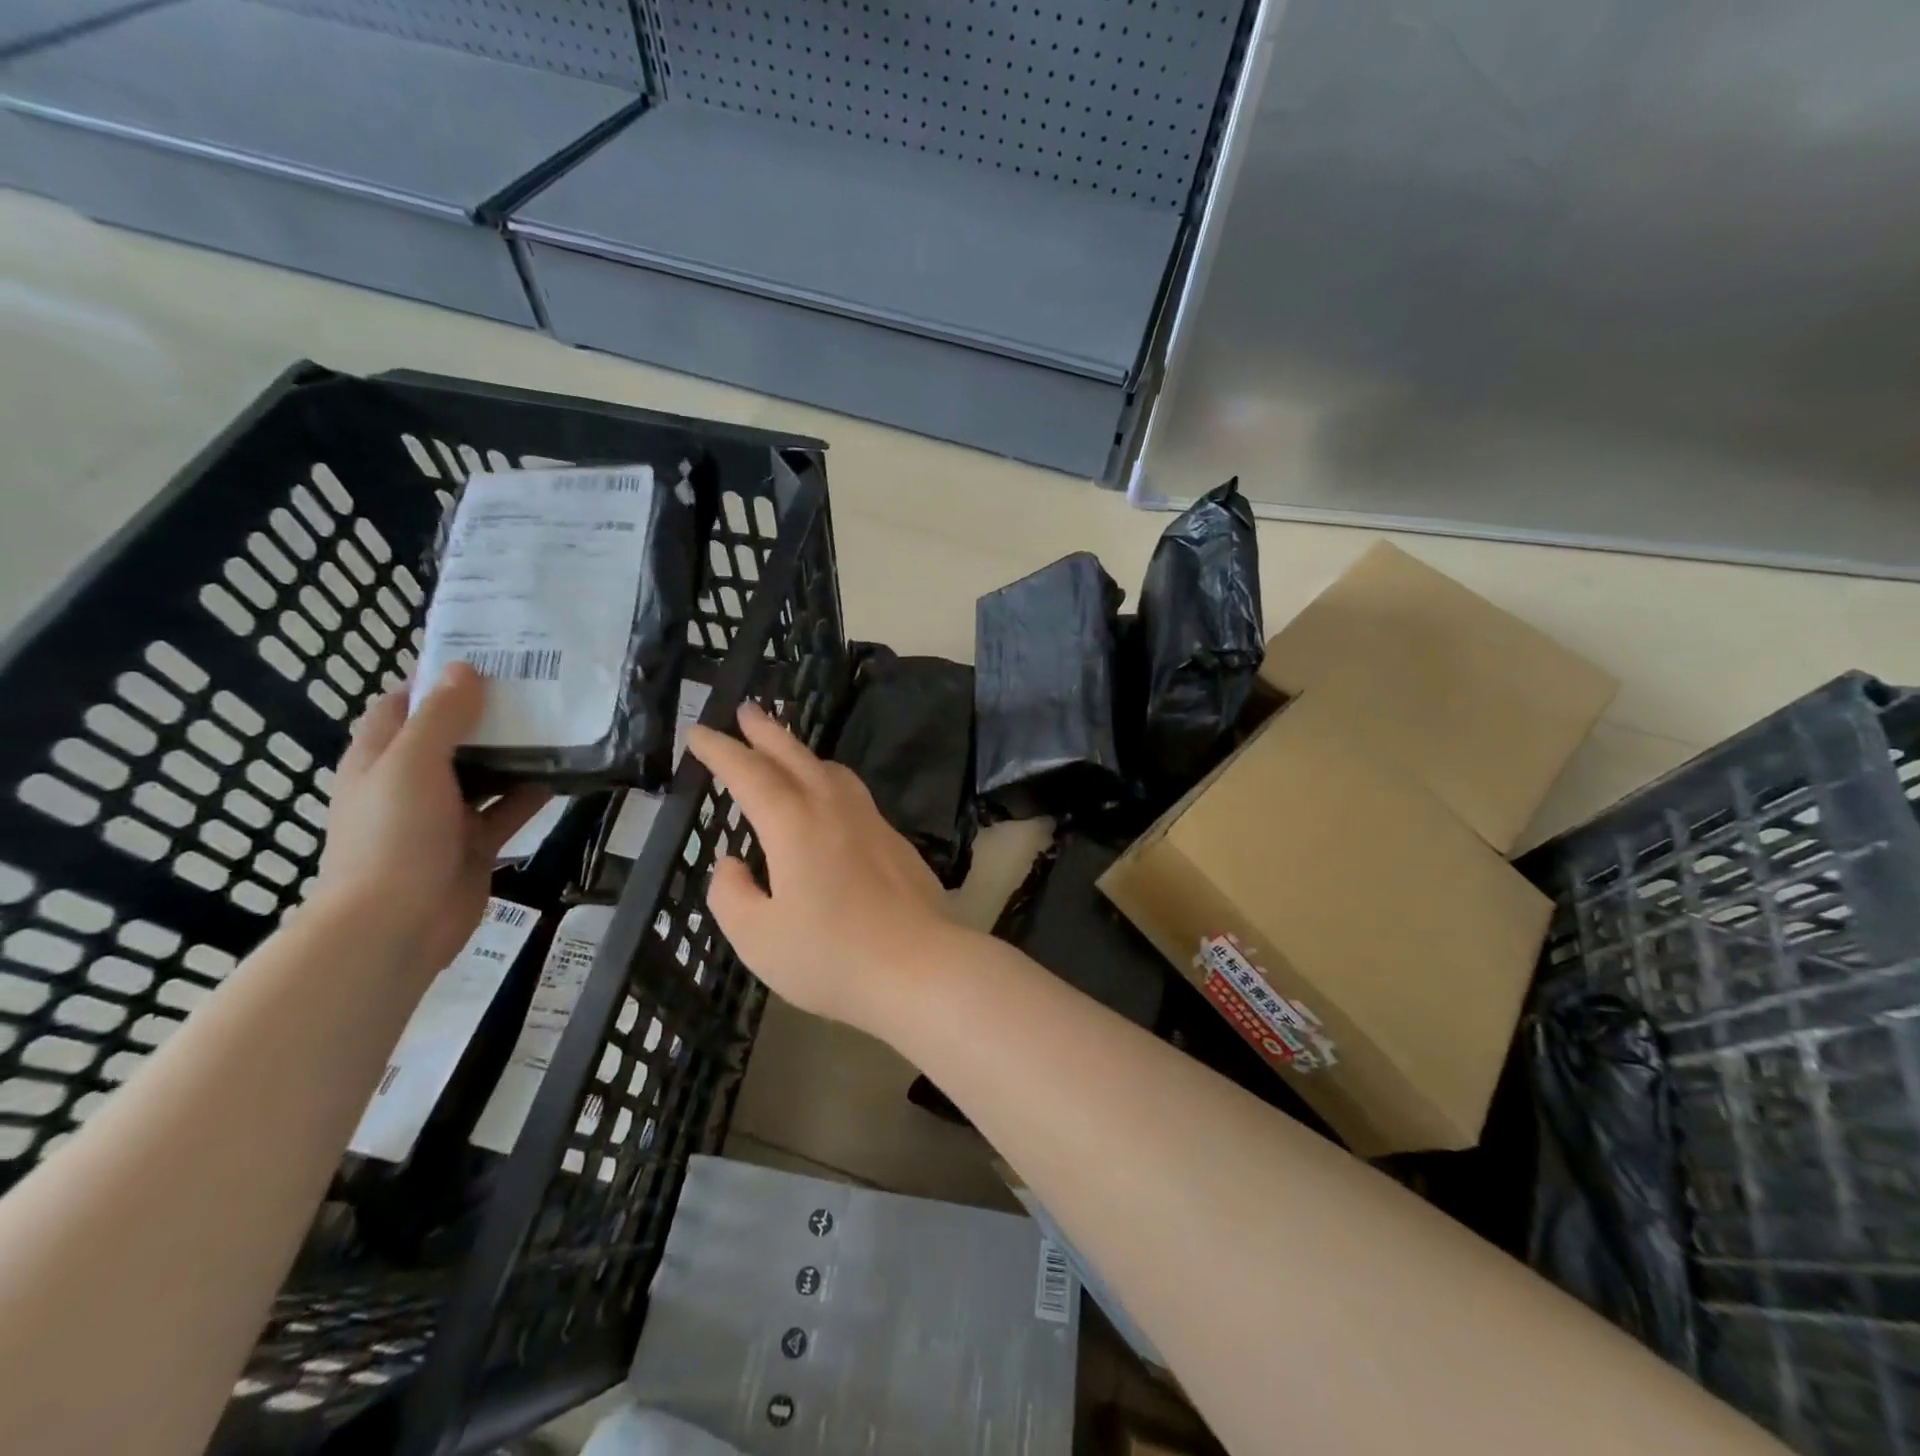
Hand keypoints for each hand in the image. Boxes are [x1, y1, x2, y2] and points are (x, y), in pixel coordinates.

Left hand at [314, 663, 548, 975]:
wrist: (395, 926)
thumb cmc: (393, 838)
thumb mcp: (412, 766)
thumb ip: (441, 718)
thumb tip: (466, 670)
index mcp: (382, 758)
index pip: (404, 704)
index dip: (438, 679)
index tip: (486, 658)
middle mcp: (412, 781)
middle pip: (452, 735)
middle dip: (488, 711)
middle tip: (538, 686)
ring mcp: (445, 814)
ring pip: (485, 771)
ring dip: (516, 751)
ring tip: (560, 722)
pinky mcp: (475, 841)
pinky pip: (509, 808)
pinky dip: (533, 792)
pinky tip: (566, 774)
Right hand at [687, 703, 951, 1034]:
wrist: (919, 966)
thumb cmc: (830, 956)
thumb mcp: (757, 937)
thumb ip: (731, 894)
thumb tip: (732, 863)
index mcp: (793, 824)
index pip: (749, 773)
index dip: (721, 750)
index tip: (699, 732)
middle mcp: (833, 809)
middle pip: (794, 756)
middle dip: (766, 731)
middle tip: (746, 710)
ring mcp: (871, 821)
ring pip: (831, 770)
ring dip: (802, 753)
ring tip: (786, 752)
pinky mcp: (895, 840)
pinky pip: (854, 794)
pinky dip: (830, 781)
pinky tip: (830, 802)